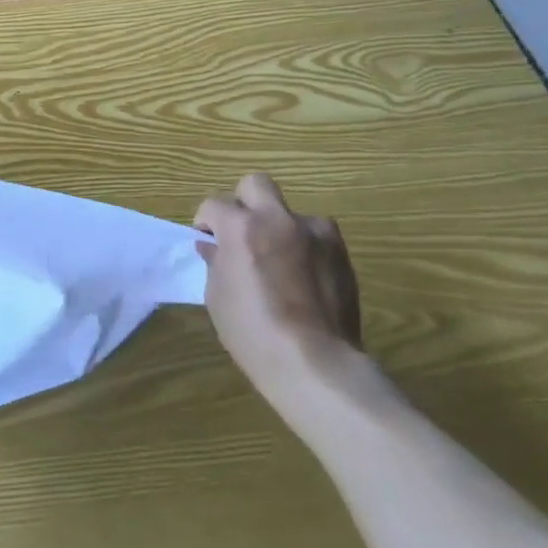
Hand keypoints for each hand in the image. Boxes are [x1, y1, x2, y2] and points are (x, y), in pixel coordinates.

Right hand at [195, 173, 362, 390]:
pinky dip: (307, 248)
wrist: (315, 363)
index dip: (206, 221)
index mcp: (241, 227)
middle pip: (255, 184)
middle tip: (242, 232)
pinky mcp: (340, 252)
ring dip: (280, 228)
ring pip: (290, 212)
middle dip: (244, 202)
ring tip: (281, 261)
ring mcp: (314, 232)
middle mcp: (277, 219)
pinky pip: (317, 237)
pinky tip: (305, 278)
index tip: (208, 240)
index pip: (213, 204)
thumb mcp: (218, 298)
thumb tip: (214, 247)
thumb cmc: (253, 333)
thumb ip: (216, 263)